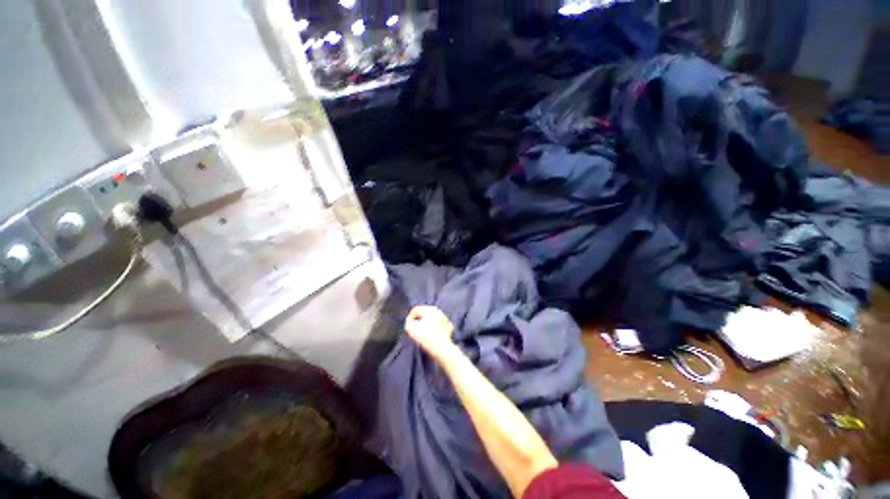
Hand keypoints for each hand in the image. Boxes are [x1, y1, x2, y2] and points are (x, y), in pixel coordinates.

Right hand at [404, 306, 456, 361]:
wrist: (442, 349)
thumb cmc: (426, 337)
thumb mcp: (411, 329)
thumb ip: (408, 323)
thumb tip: (410, 323)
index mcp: (430, 309)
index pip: (416, 310)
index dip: (409, 318)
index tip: (407, 326)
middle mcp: (439, 311)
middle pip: (425, 314)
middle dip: (418, 321)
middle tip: (414, 330)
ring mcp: (445, 320)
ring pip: (433, 320)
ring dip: (427, 325)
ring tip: (423, 334)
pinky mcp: (449, 328)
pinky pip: (439, 327)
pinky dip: (435, 331)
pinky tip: (432, 336)